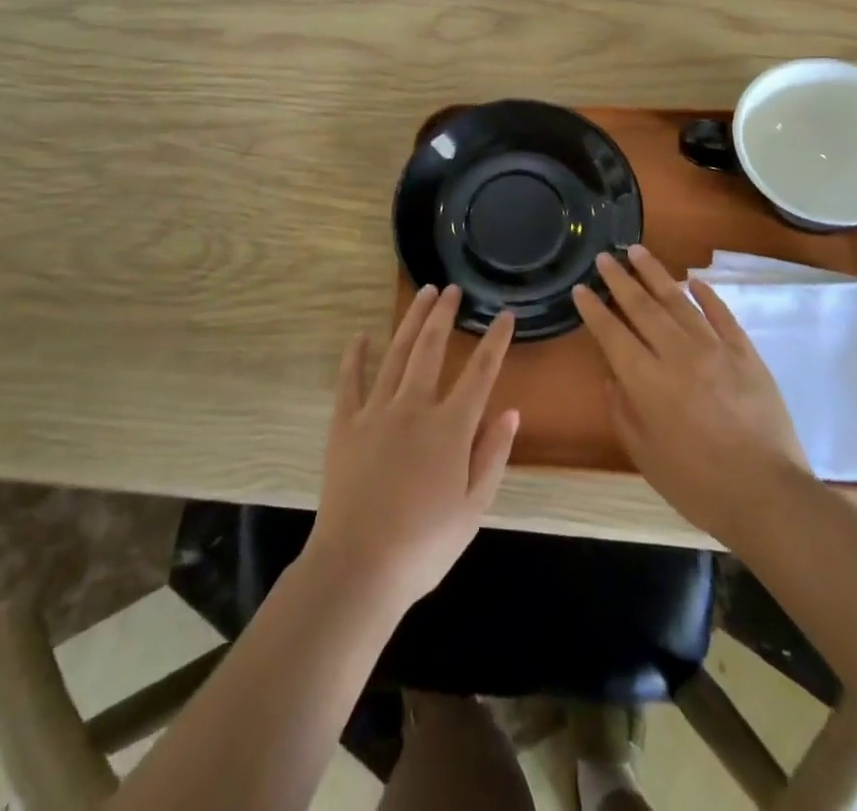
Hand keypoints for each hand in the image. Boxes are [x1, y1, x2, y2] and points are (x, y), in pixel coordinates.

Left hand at [306, 285, 519, 615]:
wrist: (359, 567)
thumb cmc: (424, 545)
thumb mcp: (474, 508)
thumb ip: (493, 455)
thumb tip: (510, 412)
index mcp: (451, 427)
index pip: (481, 372)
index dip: (495, 340)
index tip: (504, 314)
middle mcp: (415, 407)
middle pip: (431, 348)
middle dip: (444, 314)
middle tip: (452, 289)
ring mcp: (376, 412)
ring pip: (396, 353)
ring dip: (411, 321)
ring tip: (422, 294)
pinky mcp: (345, 425)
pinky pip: (350, 381)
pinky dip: (356, 356)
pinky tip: (361, 335)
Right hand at [573, 246, 810, 545]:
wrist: (768, 496)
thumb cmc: (698, 485)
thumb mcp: (646, 457)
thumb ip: (624, 412)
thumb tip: (612, 377)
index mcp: (648, 382)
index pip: (613, 334)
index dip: (593, 310)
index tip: (581, 288)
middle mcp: (677, 355)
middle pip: (642, 307)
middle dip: (619, 280)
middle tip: (604, 257)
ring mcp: (715, 349)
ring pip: (679, 300)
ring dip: (655, 273)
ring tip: (637, 251)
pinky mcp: (746, 353)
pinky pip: (722, 314)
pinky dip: (706, 294)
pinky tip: (693, 280)